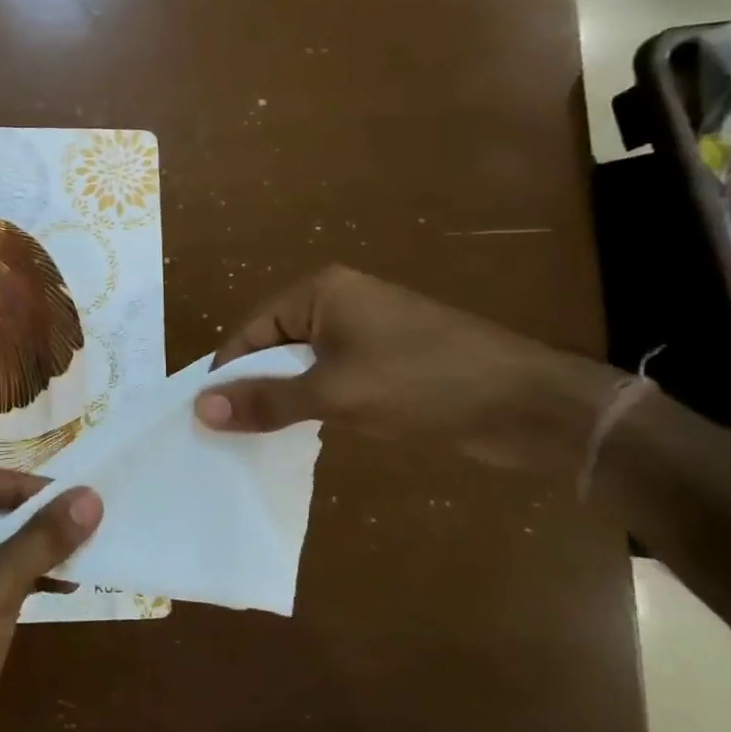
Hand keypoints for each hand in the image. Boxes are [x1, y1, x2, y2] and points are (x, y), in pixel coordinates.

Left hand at [0, 463, 101, 731]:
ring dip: (32, 550)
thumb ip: (45, 536)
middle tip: (79, 526)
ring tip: (79, 558)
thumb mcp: (0, 579)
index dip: (21, 485)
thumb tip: (90, 496)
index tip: (66, 501)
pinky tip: (59, 587)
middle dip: (31, 518)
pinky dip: (22, 578)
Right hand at [194, 265, 616, 471]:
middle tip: (230, 432)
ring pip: (303, 364)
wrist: (530, 405)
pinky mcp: (388, 359)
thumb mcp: (335, 395)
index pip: (250, 330)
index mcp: (320, 292)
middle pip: (274, 345)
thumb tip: (200, 409)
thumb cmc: (423, 383)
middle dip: (254, 386)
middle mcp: (338, 302)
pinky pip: (333, 377)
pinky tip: (306, 432)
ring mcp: (366, 330)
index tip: (206, 415)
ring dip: (285, 397)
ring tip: (258, 438)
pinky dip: (316, 402)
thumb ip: (266, 402)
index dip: (227, 372)